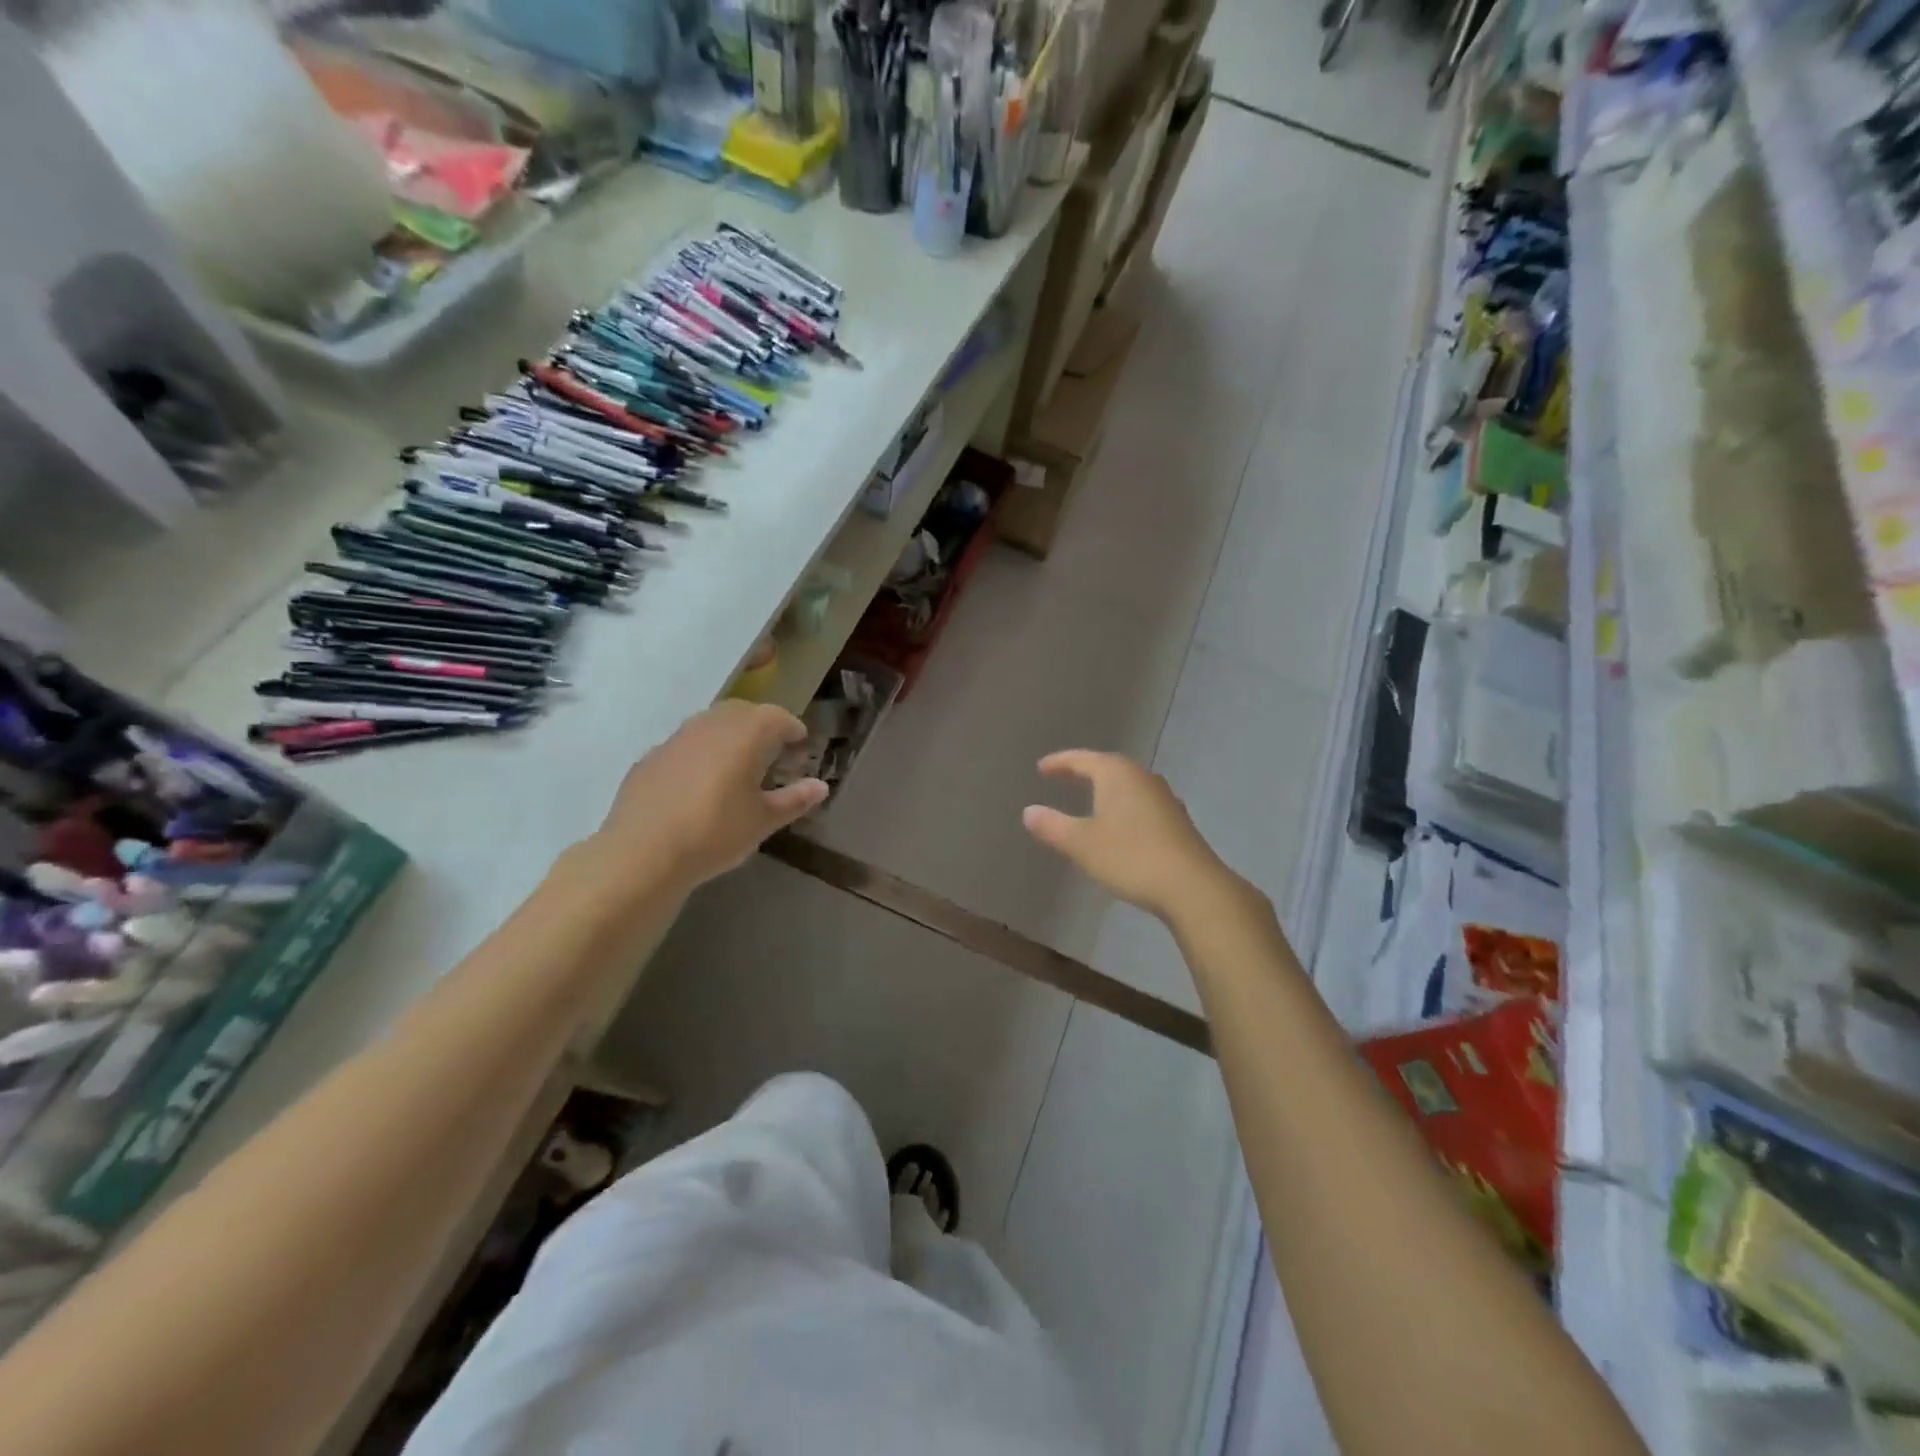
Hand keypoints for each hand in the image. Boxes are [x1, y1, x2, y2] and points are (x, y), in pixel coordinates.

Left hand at [587, 701, 827, 897]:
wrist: (643, 853)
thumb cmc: (715, 833)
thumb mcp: (763, 821)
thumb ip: (795, 799)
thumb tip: (821, 786)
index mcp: (746, 735)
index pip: (777, 718)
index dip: (793, 730)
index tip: (802, 746)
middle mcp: (711, 725)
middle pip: (743, 712)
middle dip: (762, 726)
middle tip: (774, 752)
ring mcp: (676, 738)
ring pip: (710, 723)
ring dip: (730, 735)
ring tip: (738, 765)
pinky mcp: (650, 757)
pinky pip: (685, 744)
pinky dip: (701, 753)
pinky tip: (700, 783)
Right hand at [1022, 750, 1241, 922]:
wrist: (1192, 887)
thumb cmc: (1130, 857)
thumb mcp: (1082, 844)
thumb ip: (1053, 826)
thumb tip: (1029, 812)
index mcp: (1117, 774)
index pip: (1082, 759)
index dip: (1060, 763)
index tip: (1042, 768)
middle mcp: (1142, 778)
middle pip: (1108, 767)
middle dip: (1085, 771)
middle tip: (1064, 776)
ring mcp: (1164, 798)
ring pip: (1128, 785)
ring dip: (1107, 789)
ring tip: (1090, 797)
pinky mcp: (1177, 821)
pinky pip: (1142, 803)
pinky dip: (1124, 806)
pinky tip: (1121, 823)